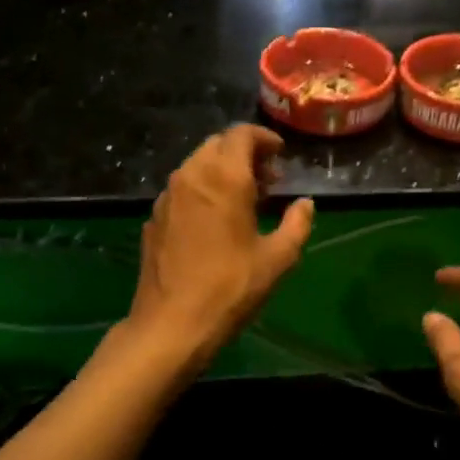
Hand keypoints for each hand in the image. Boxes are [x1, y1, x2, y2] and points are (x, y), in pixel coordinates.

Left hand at [127, 125, 313, 365]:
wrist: (172, 324)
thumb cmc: (231, 288)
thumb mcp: (277, 259)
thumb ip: (297, 224)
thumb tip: (305, 204)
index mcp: (224, 178)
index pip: (241, 135)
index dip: (264, 139)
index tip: (280, 155)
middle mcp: (190, 176)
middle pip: (217, 145)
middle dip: (244, 154)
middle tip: (267, 180)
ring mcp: (166, 197)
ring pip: (196, 166)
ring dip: (222, 171)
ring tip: (244, 201)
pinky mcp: (154, 218)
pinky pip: (182, 190)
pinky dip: (202, 191)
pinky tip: (215, 222)